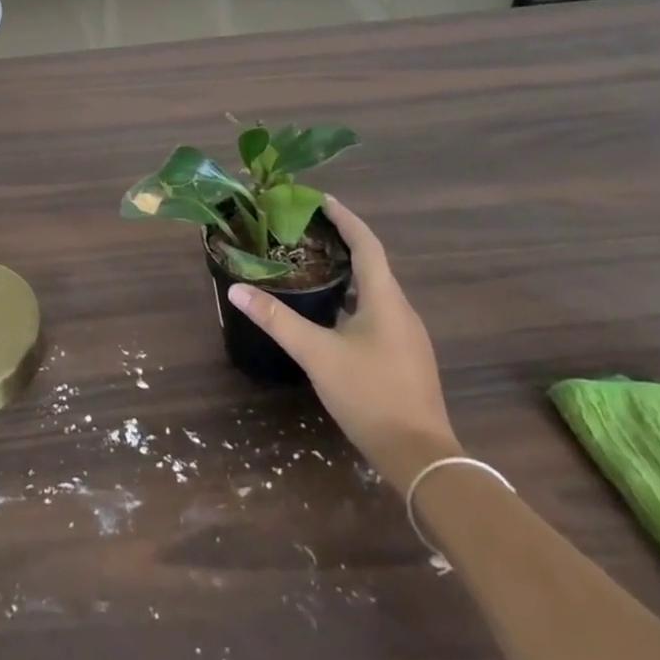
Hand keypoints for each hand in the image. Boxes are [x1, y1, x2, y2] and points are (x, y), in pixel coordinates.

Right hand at [227, 198, 461, 486]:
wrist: (423, 460)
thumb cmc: (371, 396)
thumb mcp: (317, 355)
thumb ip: (277, 320)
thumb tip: (236, 289)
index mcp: (385, 299)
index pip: (366, 243)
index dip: (344, 218)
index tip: (320, 198)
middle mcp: (401, 310)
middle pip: (372, 262)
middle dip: (342, 240)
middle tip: (305, 228)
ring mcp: (407, 336)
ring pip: (375, 289)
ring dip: (348, 270)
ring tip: (312, 262)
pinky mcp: (405, 357)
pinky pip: (378, 311)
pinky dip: (353, 297)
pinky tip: (331, 311)